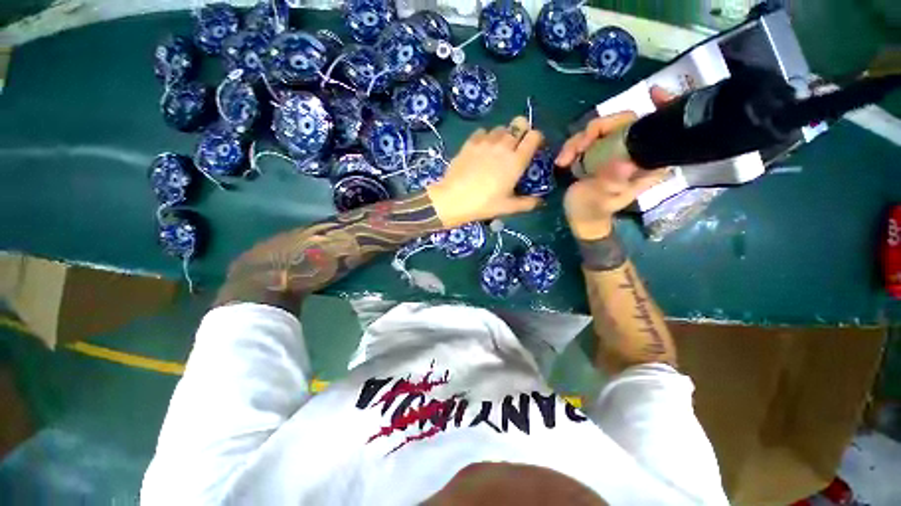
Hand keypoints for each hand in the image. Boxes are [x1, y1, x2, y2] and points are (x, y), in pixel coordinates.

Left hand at [427, 116, 543, 228]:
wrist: (454, 199)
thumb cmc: (483, 204)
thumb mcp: (507, 207)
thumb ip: (527, 203)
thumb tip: (540, 201)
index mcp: (516, 161)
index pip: (534, 136)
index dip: (536, 138)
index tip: (532, 148)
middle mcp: (503, 146)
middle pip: (519, 124)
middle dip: (521, 131)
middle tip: (515, 146)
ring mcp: (485, 142)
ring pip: (500, 127)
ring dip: (503, 135)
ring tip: (497, 150)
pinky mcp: (470, 142)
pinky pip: (482, 132)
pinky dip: (485, 137)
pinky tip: (481, 150)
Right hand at [556, 87, 673, 239]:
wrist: (579, 217)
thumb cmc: (592, 211)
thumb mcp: (601, 200)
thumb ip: (610, 184)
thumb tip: (622, 163)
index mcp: (645, 163)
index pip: (657, 129)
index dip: (663, 106)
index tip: (654, 92)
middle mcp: (632, 152)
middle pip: (622, 122)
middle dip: (597, 129)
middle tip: (576, 147)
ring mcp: (612, 150)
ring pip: (601, 129)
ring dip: (578, 140)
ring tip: (564, 160)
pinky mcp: (596, 152)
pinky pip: (586, 138)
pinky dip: (572, 145)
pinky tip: (562, 160)